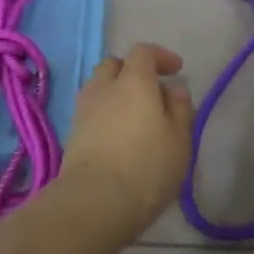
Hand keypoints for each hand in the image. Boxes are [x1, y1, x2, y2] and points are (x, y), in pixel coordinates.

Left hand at [59, 44, 193, 241]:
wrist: (94, 202)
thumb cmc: (146, 166)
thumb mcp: (179, 139)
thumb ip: (180, 109)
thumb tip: (175, 89)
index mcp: (134, 80)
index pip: (143, 52)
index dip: (161, 56)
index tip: (177, 70)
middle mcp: (105, 87)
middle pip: (115, 65)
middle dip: (133, 71)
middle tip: (152, 91)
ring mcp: (84, 110)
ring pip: (100, 87)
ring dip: (117, 92)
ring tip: (135, 115)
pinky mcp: (72, 134)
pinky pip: (92, 110)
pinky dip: (106, 113)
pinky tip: (119, 135)